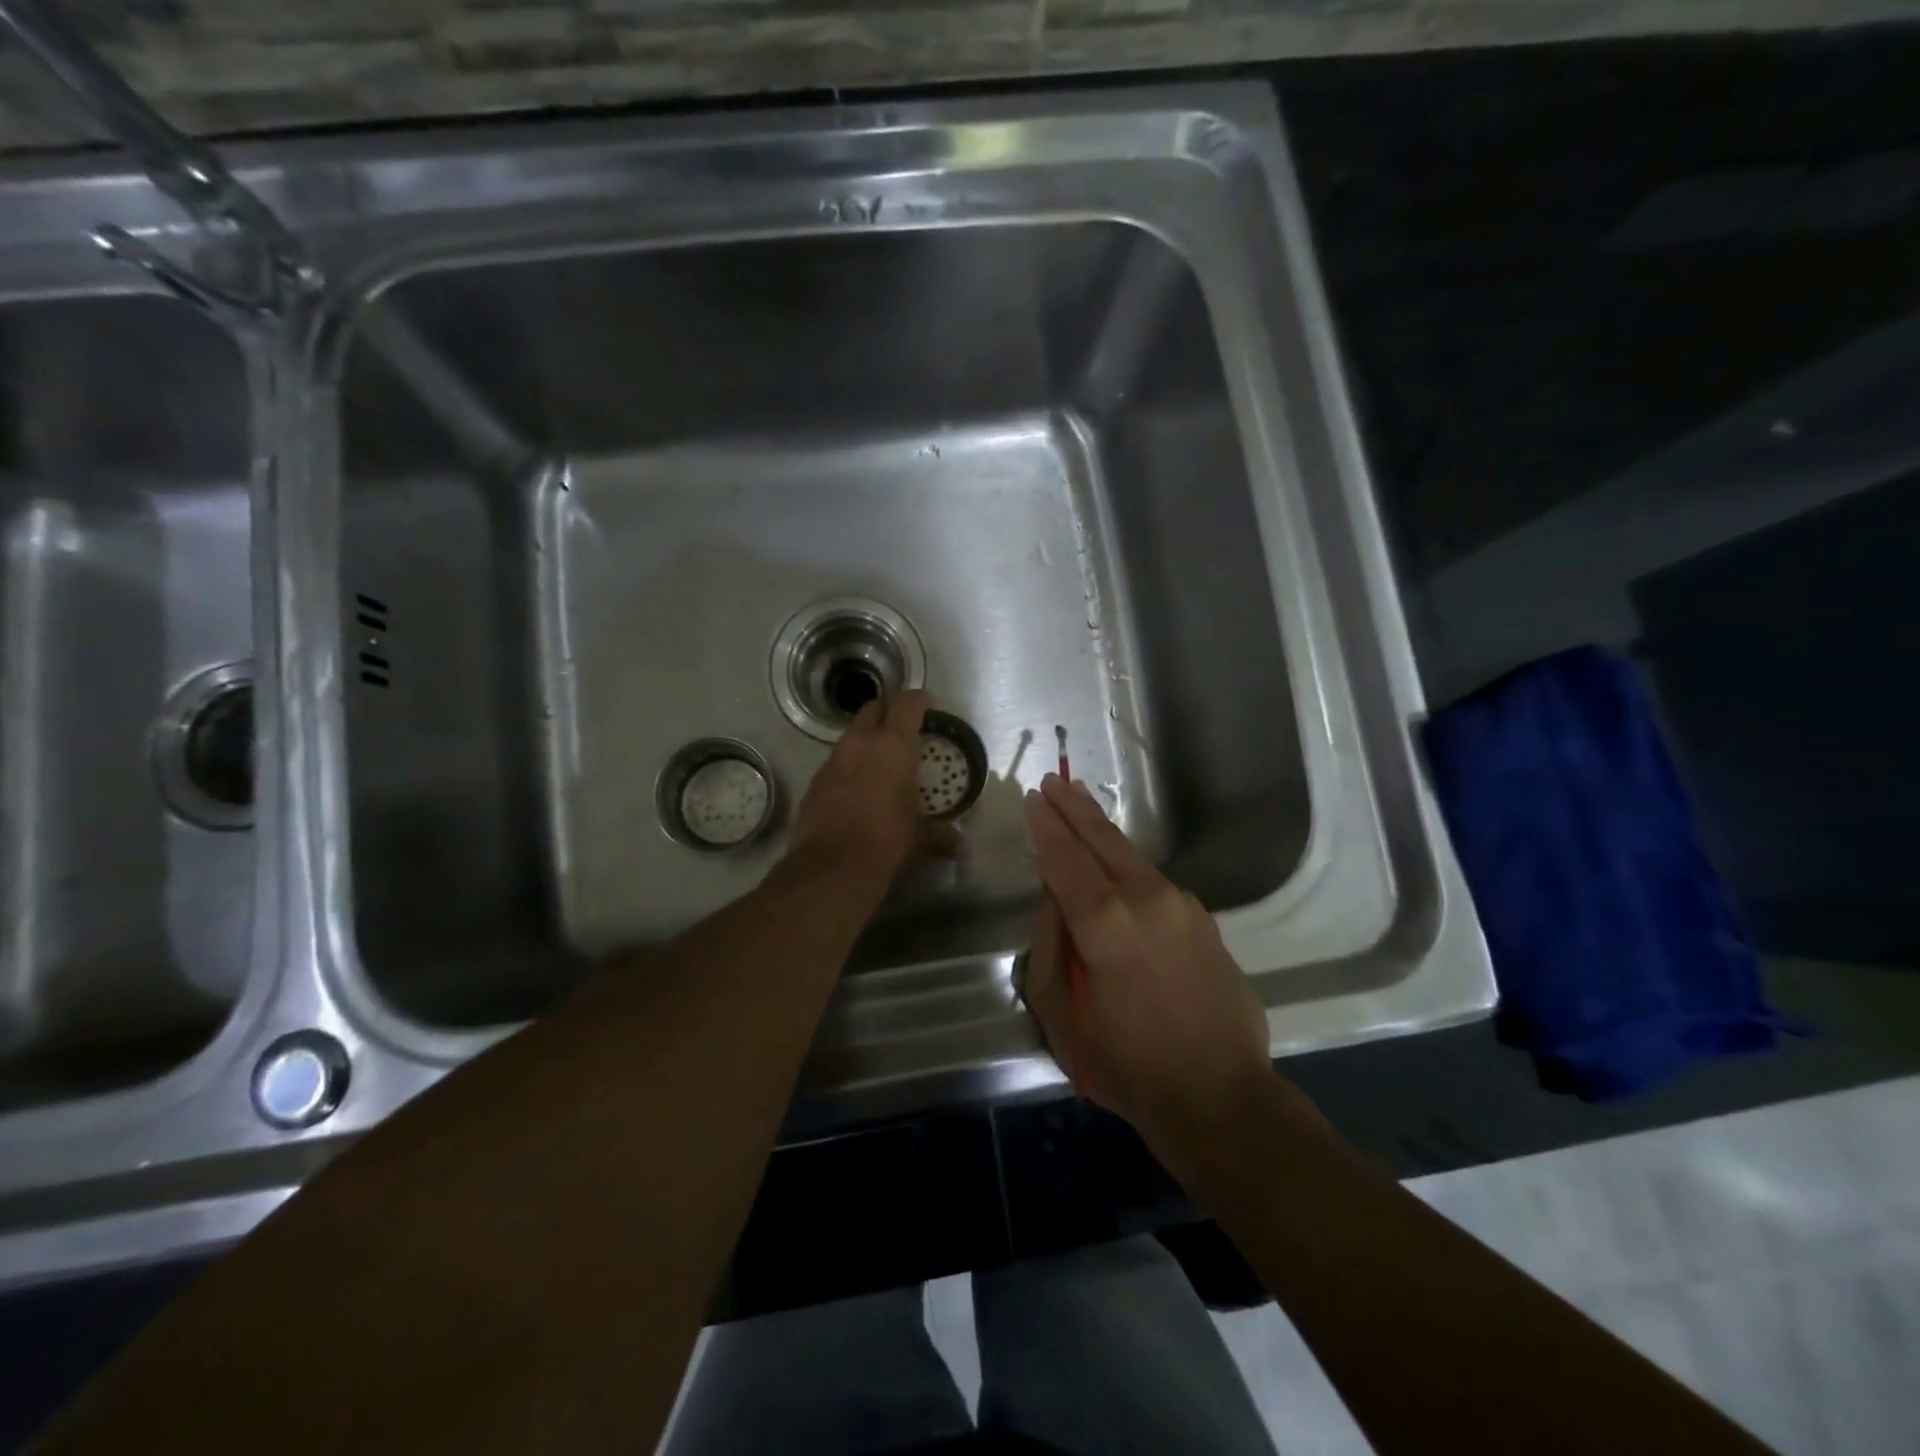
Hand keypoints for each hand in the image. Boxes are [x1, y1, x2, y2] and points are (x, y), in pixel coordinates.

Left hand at [788, 689, 959, 879]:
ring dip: (866, 738)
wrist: (831, 864)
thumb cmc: (886, 839)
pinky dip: (849, 764)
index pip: (906, 704)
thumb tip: (962, 849)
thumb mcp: (918, 836)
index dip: (918, 699)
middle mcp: (861, 743)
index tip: (927, 703)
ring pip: (851, 734)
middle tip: (902, 723)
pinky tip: (857, 784)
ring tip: (880, 756)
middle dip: (888, 710)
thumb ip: (939, 836)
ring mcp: (833, 760)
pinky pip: (836, 761)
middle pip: (873, 708)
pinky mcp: (815, 780)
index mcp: (893, 746)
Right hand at [1021, 775, 1272, 1147]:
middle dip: (1074, 808)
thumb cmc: (1126, 1065)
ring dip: (1102, 831)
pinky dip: (1128, 866)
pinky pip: (1155, 883)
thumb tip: (1054, 899)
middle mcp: (1146, 898)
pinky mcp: (1204, 920)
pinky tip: (1116, 867)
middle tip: (1054, 781)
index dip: (1046, 826)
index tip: (1034, 798)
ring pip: (1132, 856)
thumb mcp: (1061, 1015)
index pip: (1065, 858)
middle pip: (1103, 839)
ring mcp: (1182, 905)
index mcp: (1104, 922)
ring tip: (1080, 808)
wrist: (1220, 1098)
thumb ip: (1050, 947)